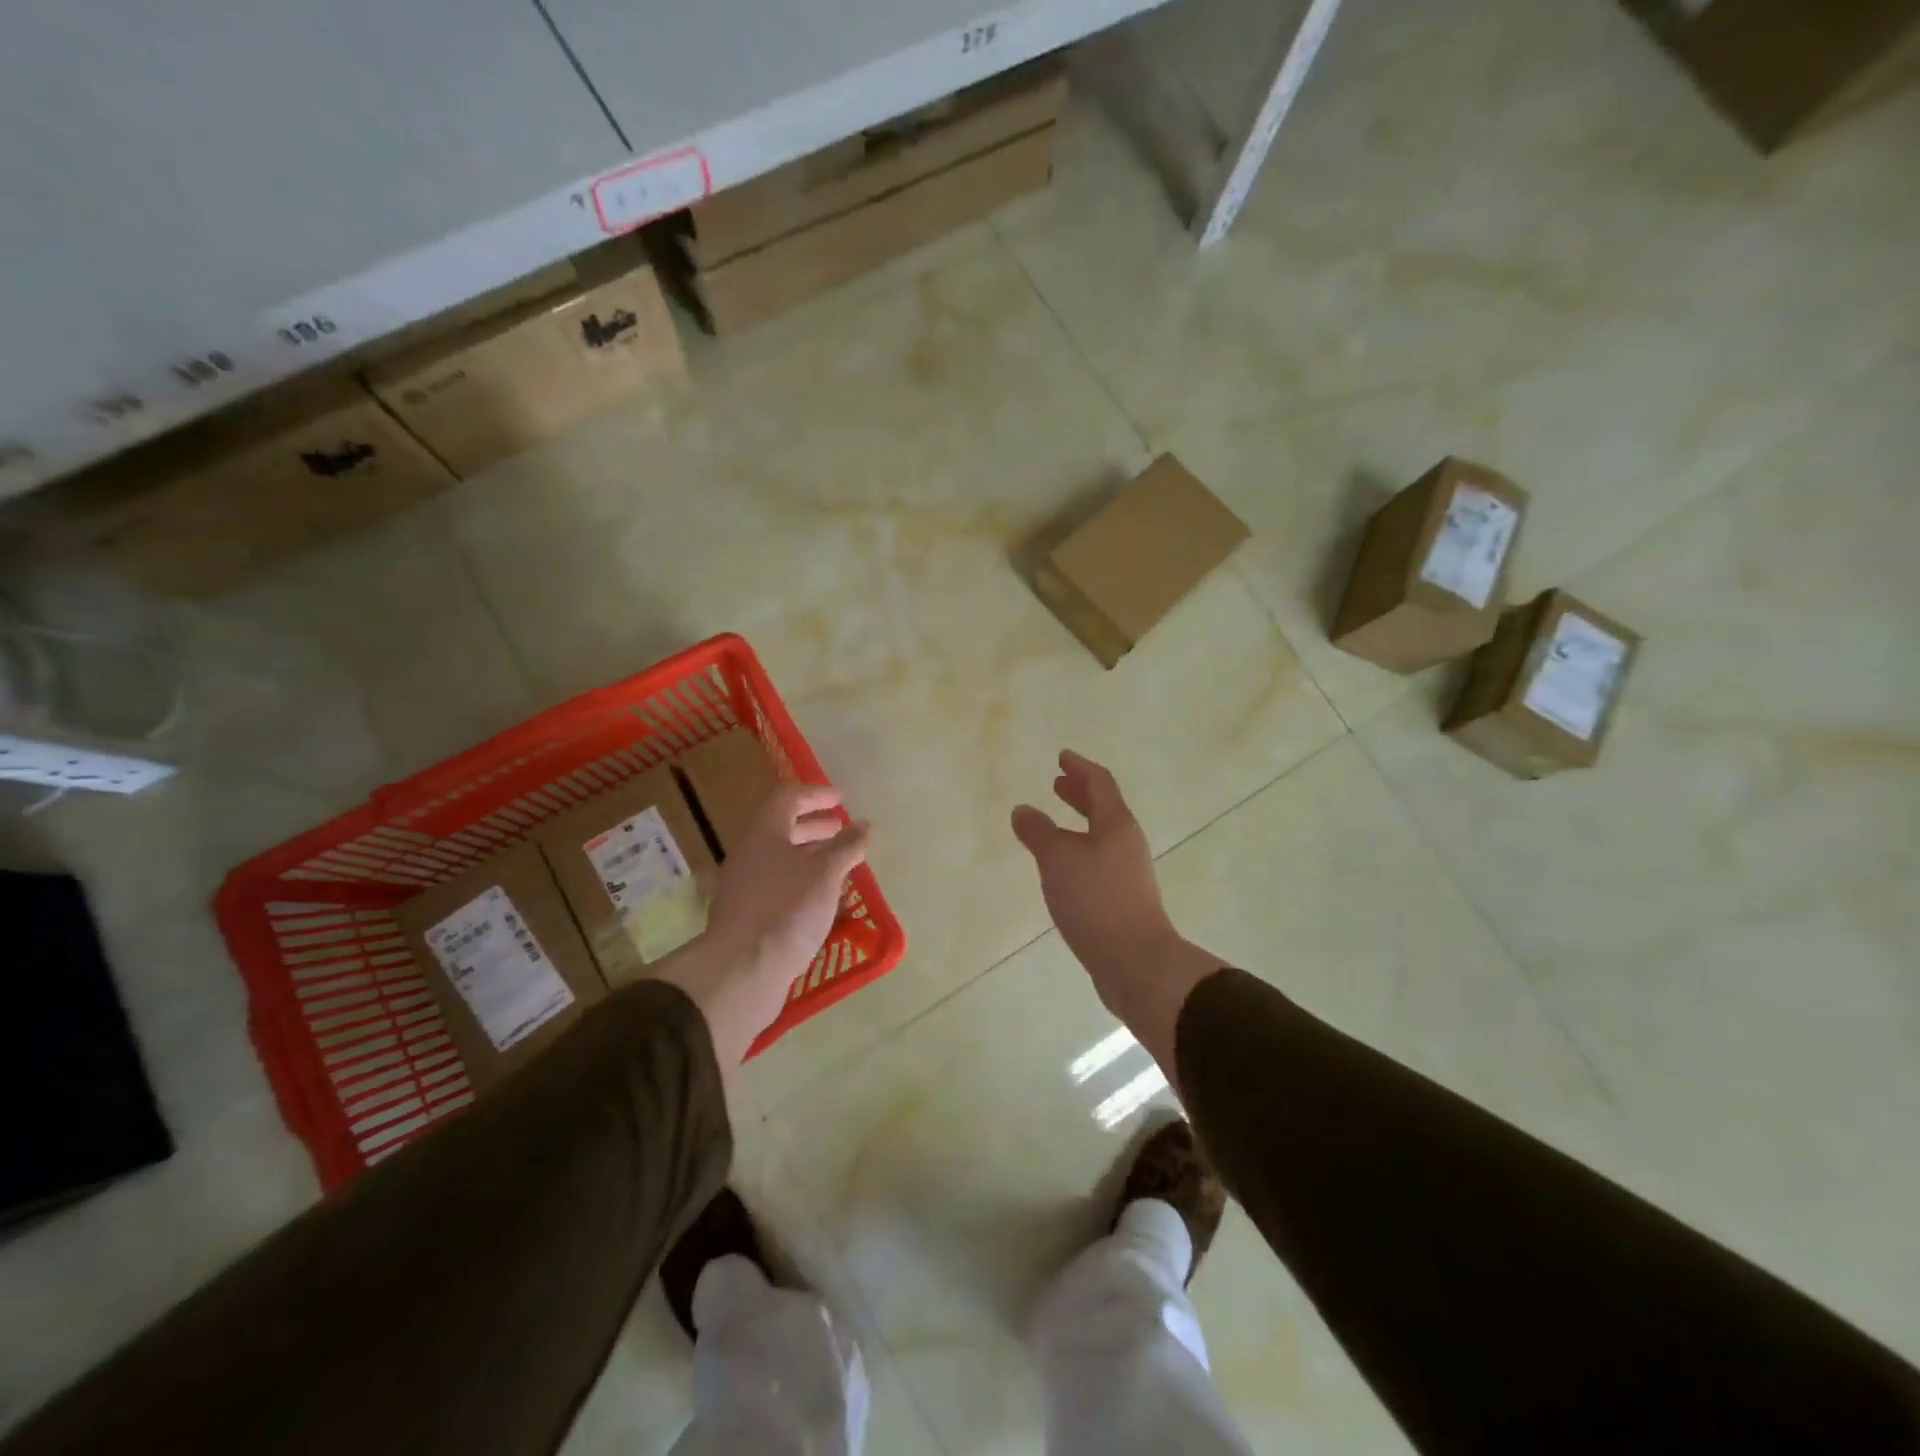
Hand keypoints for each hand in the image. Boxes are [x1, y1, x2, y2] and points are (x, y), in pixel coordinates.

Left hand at [657, 784, 869, 1067]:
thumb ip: (847, 847)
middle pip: (783, 829)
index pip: (788, 798)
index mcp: (764, 833)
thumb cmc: (787, 909)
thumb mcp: (826, 873)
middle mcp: (750, 855)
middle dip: (815, 827)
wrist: (741, 970)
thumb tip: (864, 826)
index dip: (816, 794)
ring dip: (811, 857)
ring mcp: (745, 887)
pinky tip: (823, 900)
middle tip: (843, 830)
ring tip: (840, 865)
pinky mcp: (748, 917)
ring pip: (781, 861)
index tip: (842, 798)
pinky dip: (803, 884)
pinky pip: (779, 887)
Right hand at [1012, 751, 1222, 1072]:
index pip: (1100, 783)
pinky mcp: (1123, 900)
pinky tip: (1062, 869)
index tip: (1062, 757)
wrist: (1136, 962)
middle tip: (1058, 784)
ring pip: (1101, 837)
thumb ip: (1038, 832)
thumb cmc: (1097, 901)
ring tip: (1054, 826)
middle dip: (1079, 794)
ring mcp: (1128, 873)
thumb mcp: (1058, 860)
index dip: (1080, 768)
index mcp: (1116, 824)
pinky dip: (1079, 852)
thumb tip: (1023, 810)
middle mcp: (1126, 843)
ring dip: (1078, 824)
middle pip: (1104, 808)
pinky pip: (1098, 862)